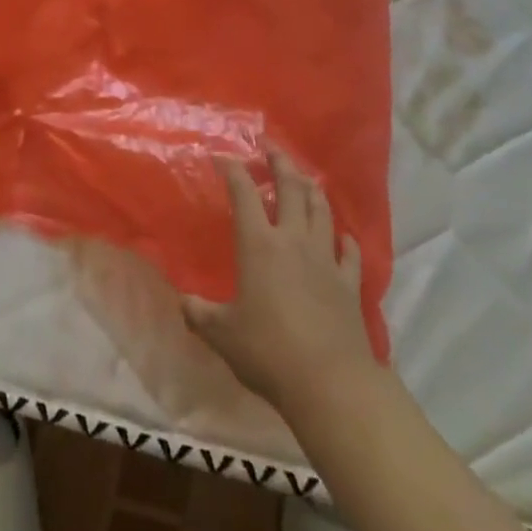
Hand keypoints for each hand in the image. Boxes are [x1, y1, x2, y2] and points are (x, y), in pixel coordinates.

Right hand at [181, 147, 380, 415]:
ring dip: (312, 190)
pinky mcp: (349, 283)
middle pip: (290, 189)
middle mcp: (293, 240)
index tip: (221, 155)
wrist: (330, 383)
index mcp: (258, 244)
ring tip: (305, 178)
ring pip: (321, 211)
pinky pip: (350, 252)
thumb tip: (181, 301)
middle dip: (280, 163)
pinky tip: (343, 236)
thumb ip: (199, 313)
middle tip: (272, 147)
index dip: (232, 169)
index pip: (244, 193)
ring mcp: (326, 259)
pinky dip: (345, 239)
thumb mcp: (221, 334)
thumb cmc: (268, 351)